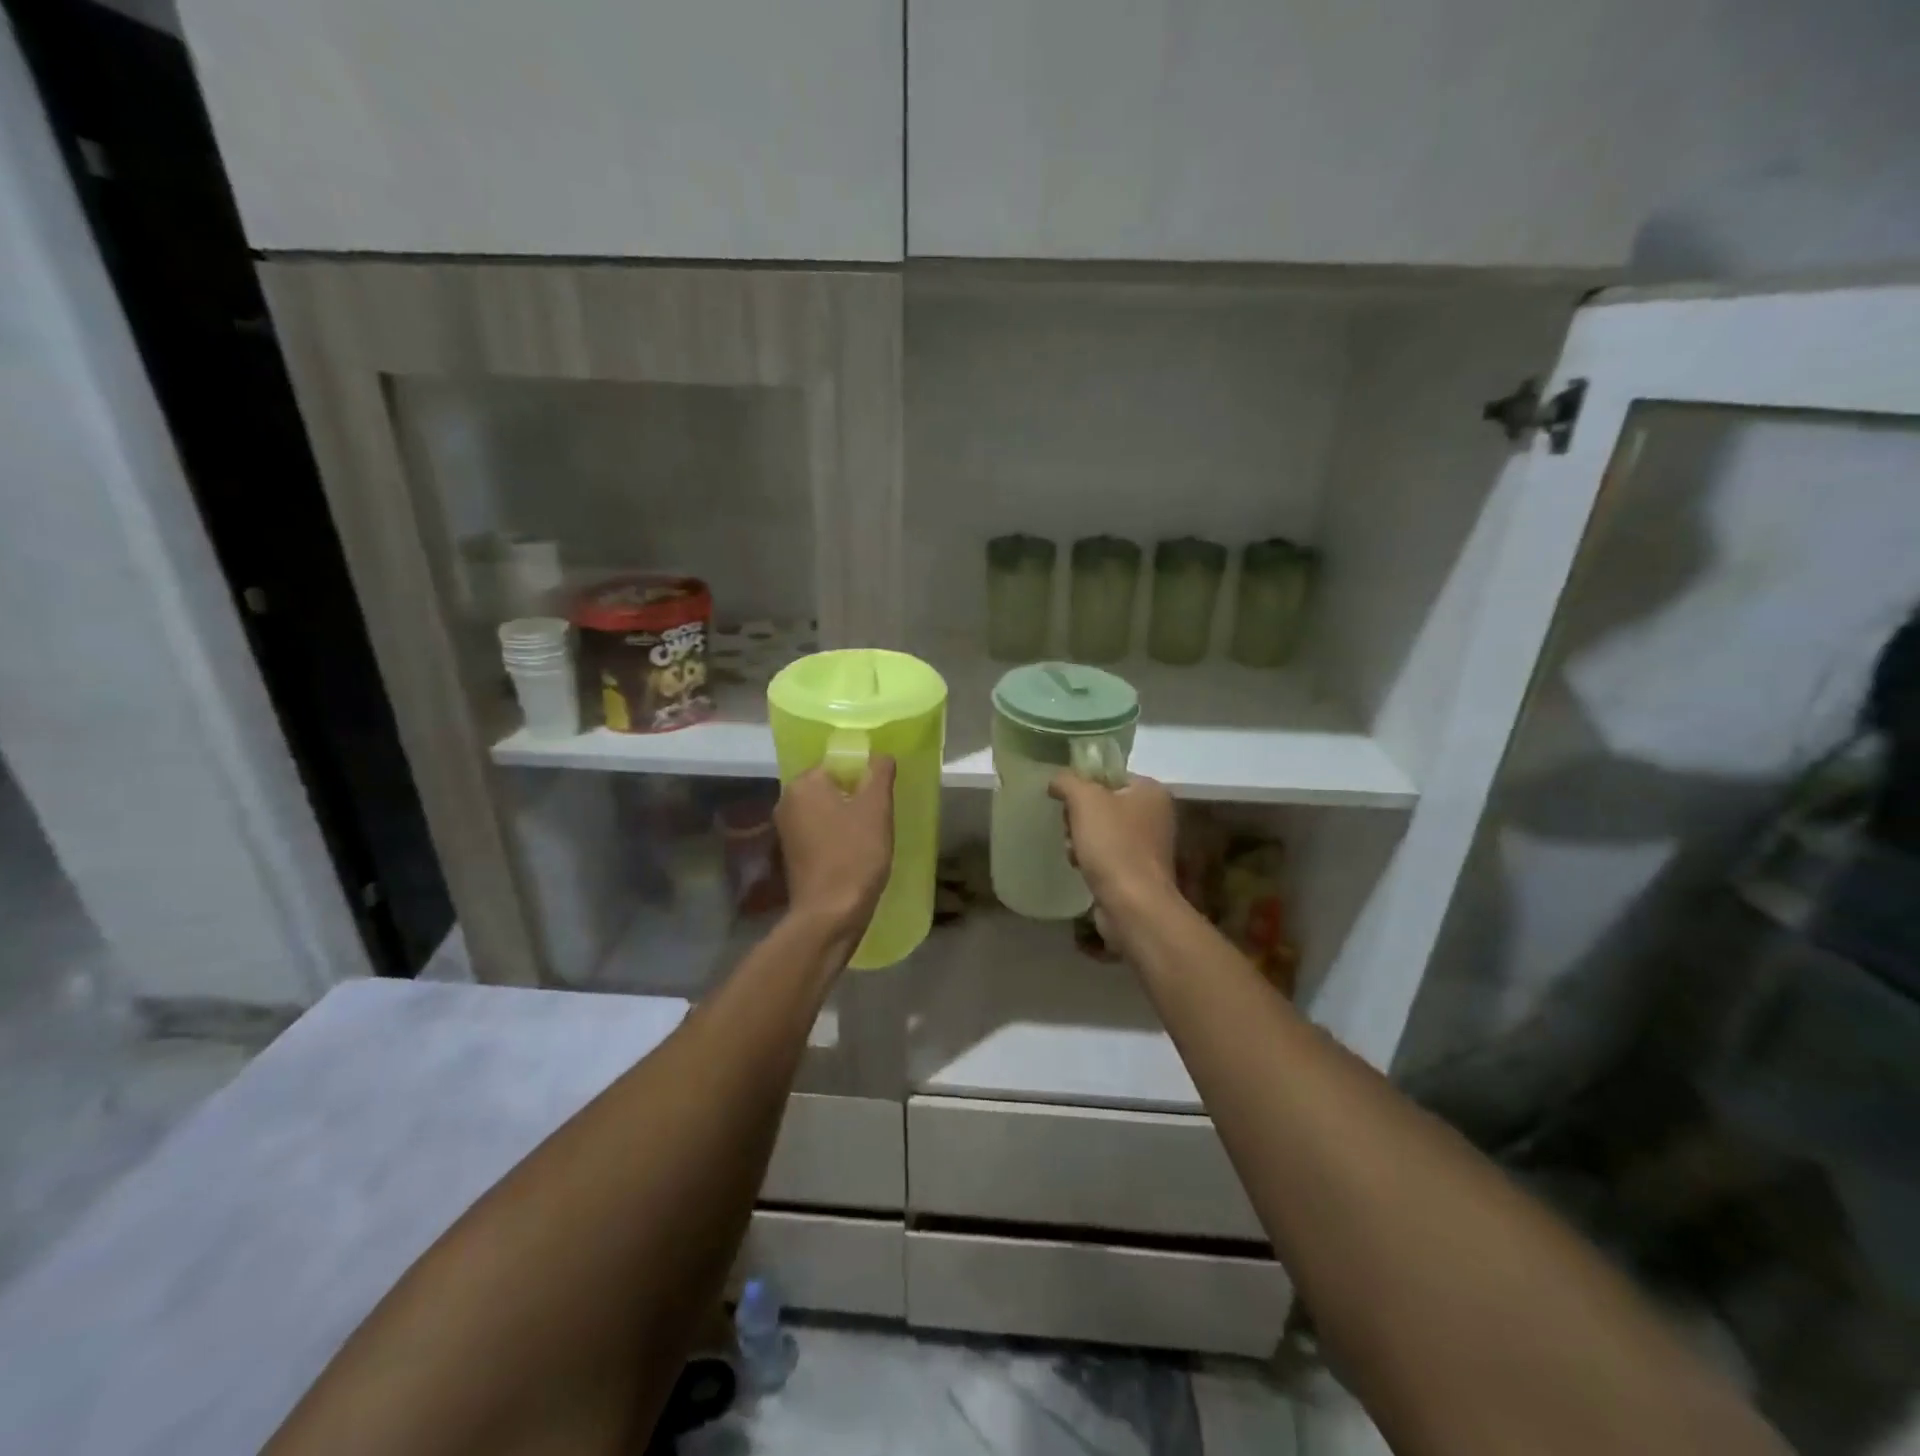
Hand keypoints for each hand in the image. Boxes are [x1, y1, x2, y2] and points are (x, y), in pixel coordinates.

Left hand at [776, 757, 896, 943]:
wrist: (830, 914)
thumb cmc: (855, 854)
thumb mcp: (876, 808)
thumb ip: (879, 774)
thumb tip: (880, 755)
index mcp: (804, 784)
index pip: (838, 763)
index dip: (864, 775)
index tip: (882, 795)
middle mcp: (787, 801)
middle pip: (830, 786)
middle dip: (855, 796)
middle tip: (880, 814)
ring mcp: (785, 830)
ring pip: (825, 810)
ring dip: (847, 817)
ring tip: (871, 834)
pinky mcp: (791, 854)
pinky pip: (818, 832)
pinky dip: (836, 836)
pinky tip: (855, 851)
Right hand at [1048, 771, 1177, 911]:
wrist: (1132, 904)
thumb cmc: (1113, 844)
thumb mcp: (1085, 800)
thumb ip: (1067, 781)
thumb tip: (1057, 780)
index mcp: (1151, 791)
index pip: (1110, 775)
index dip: (1084, 785)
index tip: (1066, 800)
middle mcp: (1155, 814)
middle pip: (1102, 804)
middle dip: (1078, 817)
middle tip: (1070, 828)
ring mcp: (1148, 845)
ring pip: (1100, 830)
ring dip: (1079, 839)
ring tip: (1073, 852)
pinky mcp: (1137, 871)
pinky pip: (1106, 854)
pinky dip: (1090, 859)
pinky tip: (1080, 867)